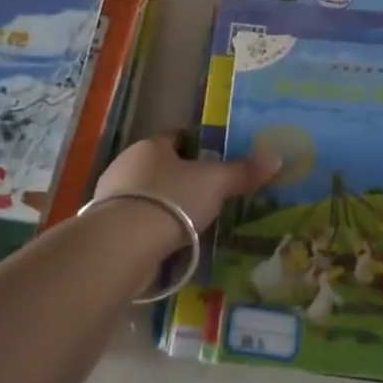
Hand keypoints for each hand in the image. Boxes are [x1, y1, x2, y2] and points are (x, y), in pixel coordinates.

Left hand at [96, 134, 280, 234]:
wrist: (123, 244)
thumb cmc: (172, 200)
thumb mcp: (215, 183)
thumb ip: (243, 171)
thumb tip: (276, 157)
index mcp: (151, 145)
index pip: (176, 137)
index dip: (197, 146)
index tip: (215, 160)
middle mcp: (127, 164)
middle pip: (160, 166)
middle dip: (181, 178)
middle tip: (208, 194)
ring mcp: (112, 197)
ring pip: (147, 195)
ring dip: (166, 206)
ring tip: (192, 223)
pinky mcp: (106, 228)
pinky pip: (137, 222)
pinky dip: (153, 229)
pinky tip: (170, 244)